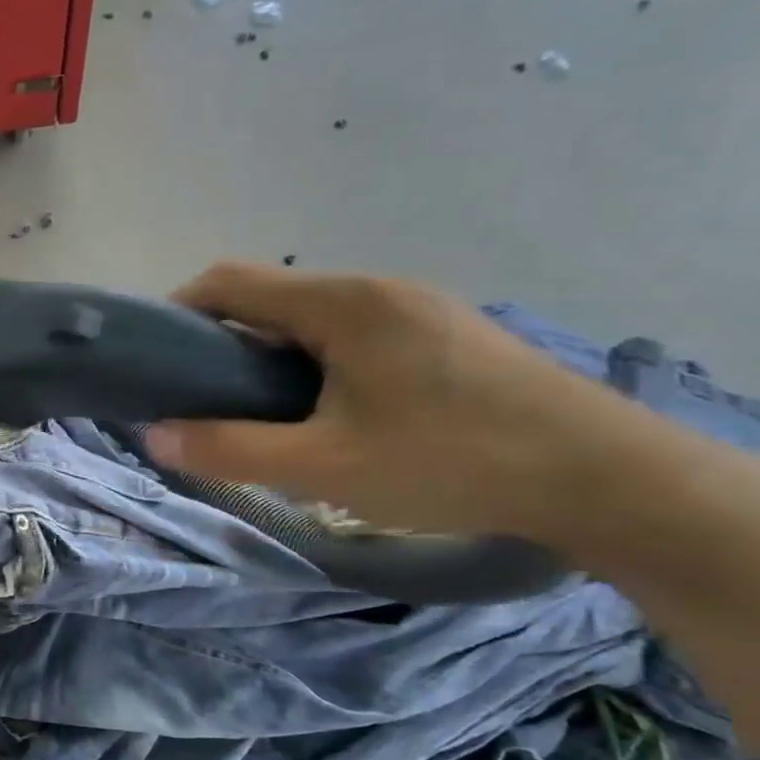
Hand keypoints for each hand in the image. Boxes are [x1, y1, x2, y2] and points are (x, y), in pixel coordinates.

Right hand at [142, 263, 634, 537]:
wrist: (606, 478)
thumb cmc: (449, 462)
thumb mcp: (322, 466)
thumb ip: (228, 449)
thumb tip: (154, 436)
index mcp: (341, 303)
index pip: (229, 281)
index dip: (178, 312)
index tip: (156, 364)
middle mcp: (376, 289)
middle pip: (269, 297)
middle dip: (221, 342)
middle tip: (205, 403)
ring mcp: (417, 309)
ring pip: (310, 319)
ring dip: (269, 356)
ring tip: (260, 415)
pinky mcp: (443, 336)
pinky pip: (351, 334)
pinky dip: (313, 364)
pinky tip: (327, 414)